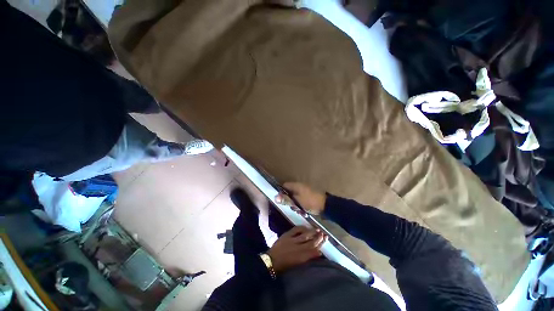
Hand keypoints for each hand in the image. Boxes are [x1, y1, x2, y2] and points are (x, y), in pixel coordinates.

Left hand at [267, 226, 325, 272]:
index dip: (320, 245)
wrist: (272, 260)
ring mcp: (292, 240)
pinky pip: (296, 229)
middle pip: (311, 242)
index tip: (325, 240)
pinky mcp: (287, 235)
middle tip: (324, 234)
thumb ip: (308, 258)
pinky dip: (302, 227)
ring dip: (312, 232)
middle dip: (318, 238)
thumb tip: (318, 252)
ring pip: (305, 235)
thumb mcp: (298, 264)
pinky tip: (306, 227)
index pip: (314, 250)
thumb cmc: (285, 265)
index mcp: (301, 258)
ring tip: (318, 230)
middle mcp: (298, 248)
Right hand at [275, 182, 326, 214]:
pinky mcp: (309, 196)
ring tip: (300, 211)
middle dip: (290, 201)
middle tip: (293, 207)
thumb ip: (286, 199)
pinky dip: (301, 205)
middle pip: (290, 193)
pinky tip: (304, 211)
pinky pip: (301, 200)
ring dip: (296, 205)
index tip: (281, 200)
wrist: (326, 205)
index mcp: (296, 185)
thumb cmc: (310, 201)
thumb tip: (275, 197)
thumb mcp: (297, 201)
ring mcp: (305, 191)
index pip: (285, 185)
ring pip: (296, 198)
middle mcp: (300, 186)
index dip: (281, 192)